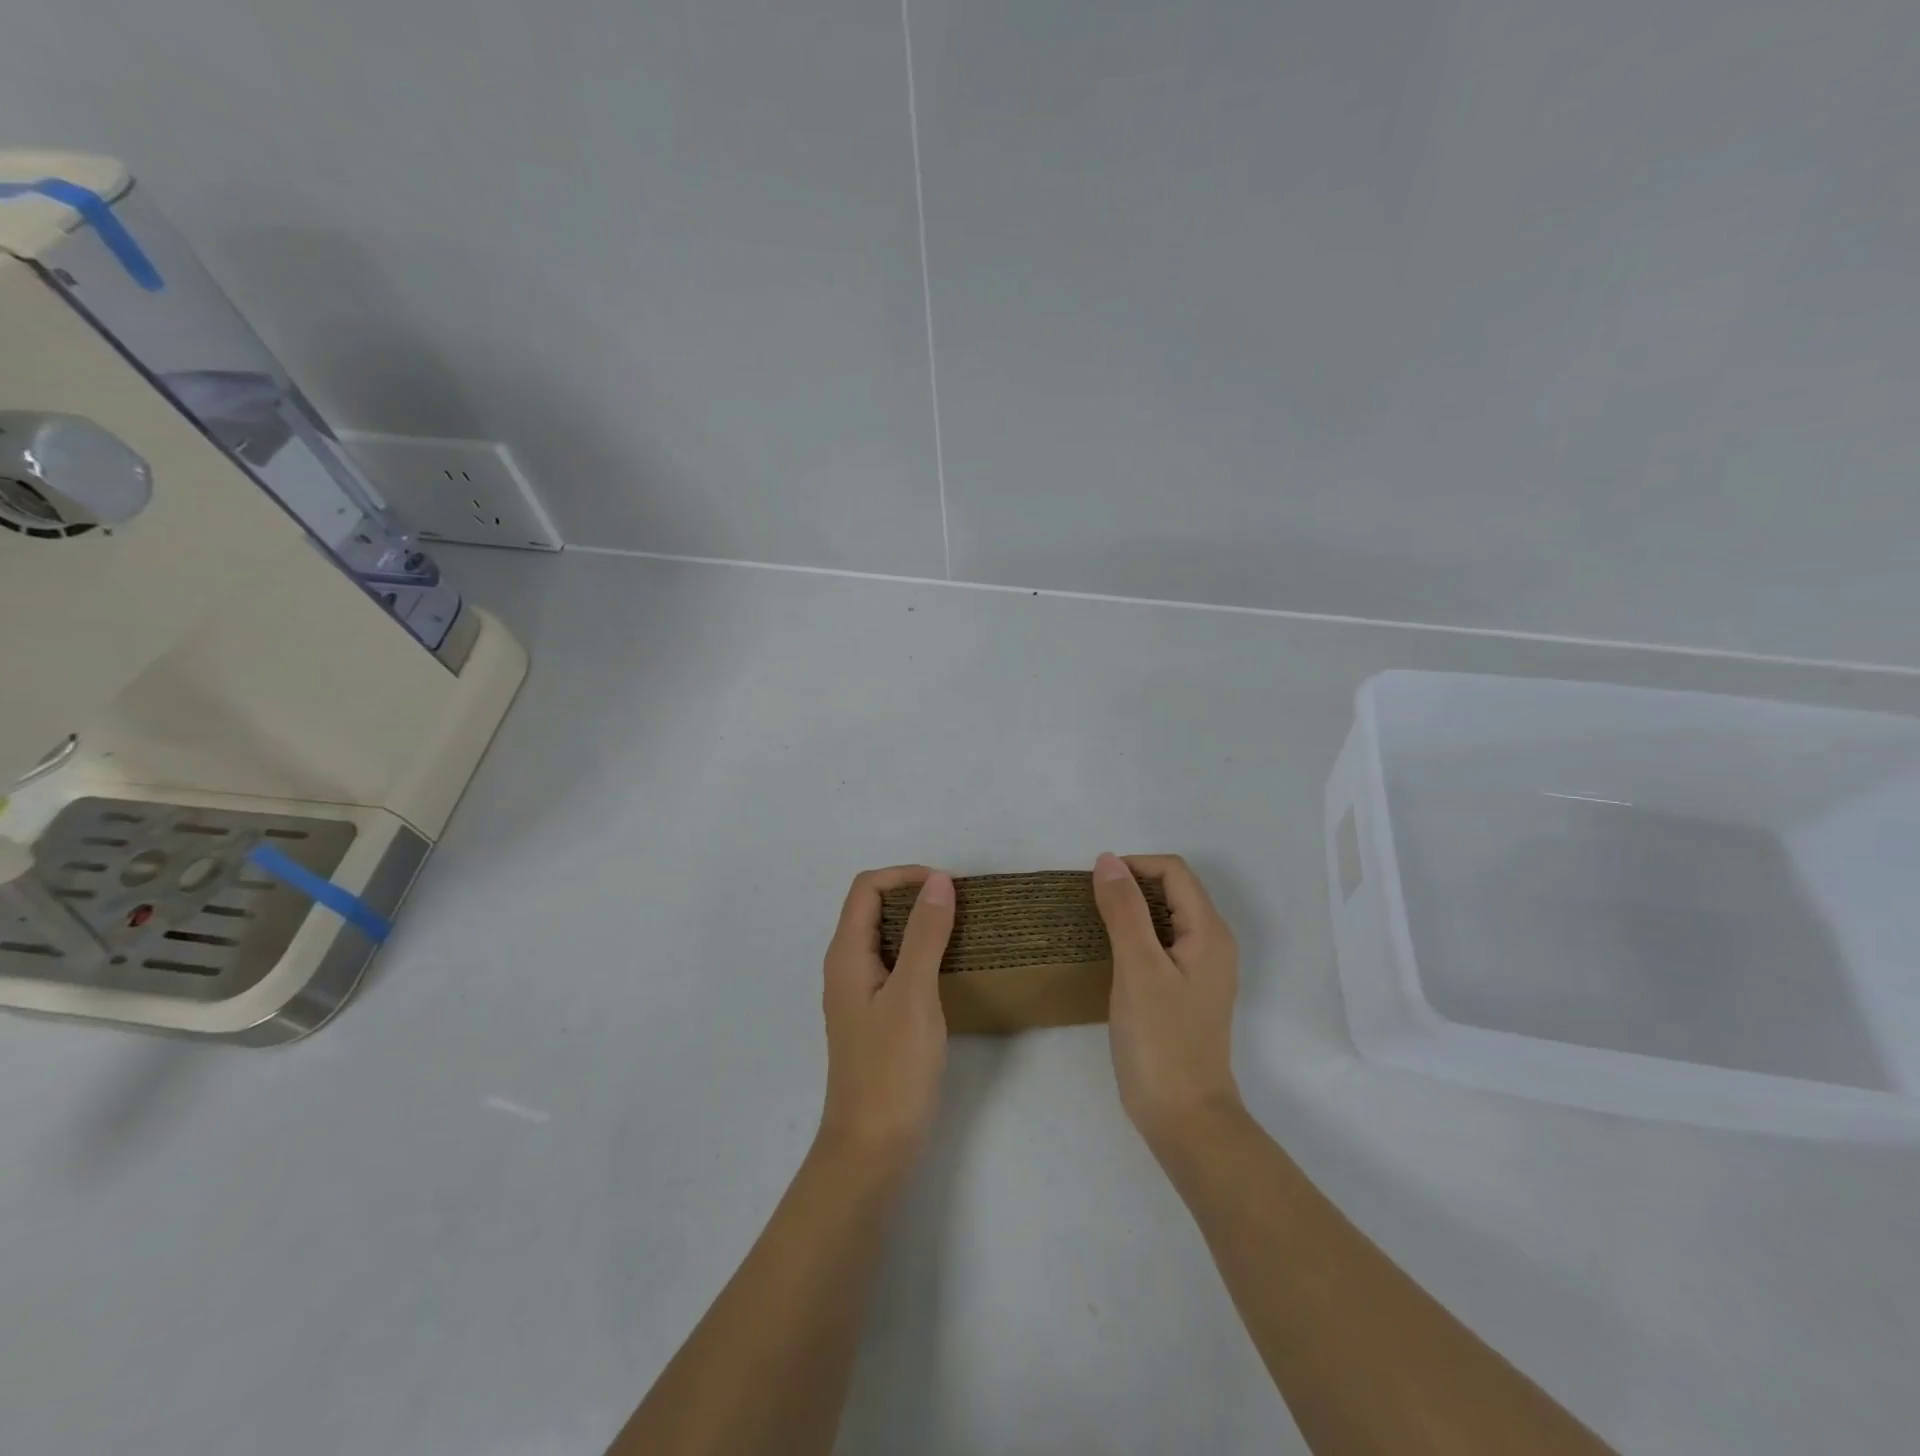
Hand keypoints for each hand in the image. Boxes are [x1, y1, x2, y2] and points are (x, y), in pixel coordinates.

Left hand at [817, 866, 955, 1172]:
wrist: (873, 1148)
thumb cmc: (892, 1069)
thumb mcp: (913, 994)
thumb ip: (925, 935)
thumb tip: (937, 880)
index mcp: (846, 954)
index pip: (867, 888)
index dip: (905, 875)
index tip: (948, 887)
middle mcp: (847, 966)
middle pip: (874, 908)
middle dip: (915, 896)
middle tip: (960, 906)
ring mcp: (860, 993)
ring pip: (887, 937)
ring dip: (920, 924)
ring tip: (962, 930)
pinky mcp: (877, 1015)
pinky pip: (897, 965)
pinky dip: (922, 953)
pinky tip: (950, 967)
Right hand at [1092, 853, 1242, 1156]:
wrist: (1184, 1118)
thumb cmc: (1161, 1040)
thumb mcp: (1138, 968)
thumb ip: (1124, 910)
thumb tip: (1108, 860)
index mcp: (1209, 932)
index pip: (1174, 872)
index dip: (1134, 867)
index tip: (1095, 886)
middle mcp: (1213, 944)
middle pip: (1173, 891)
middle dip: (1132, 887)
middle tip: (1091, 906)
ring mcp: (1202, 970)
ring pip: (1166, 918)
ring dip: (1132, 912)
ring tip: (1095, 926)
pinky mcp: (1187, 992)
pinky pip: (1163, 945)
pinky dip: (1136, 937)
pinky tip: (1111, 957)